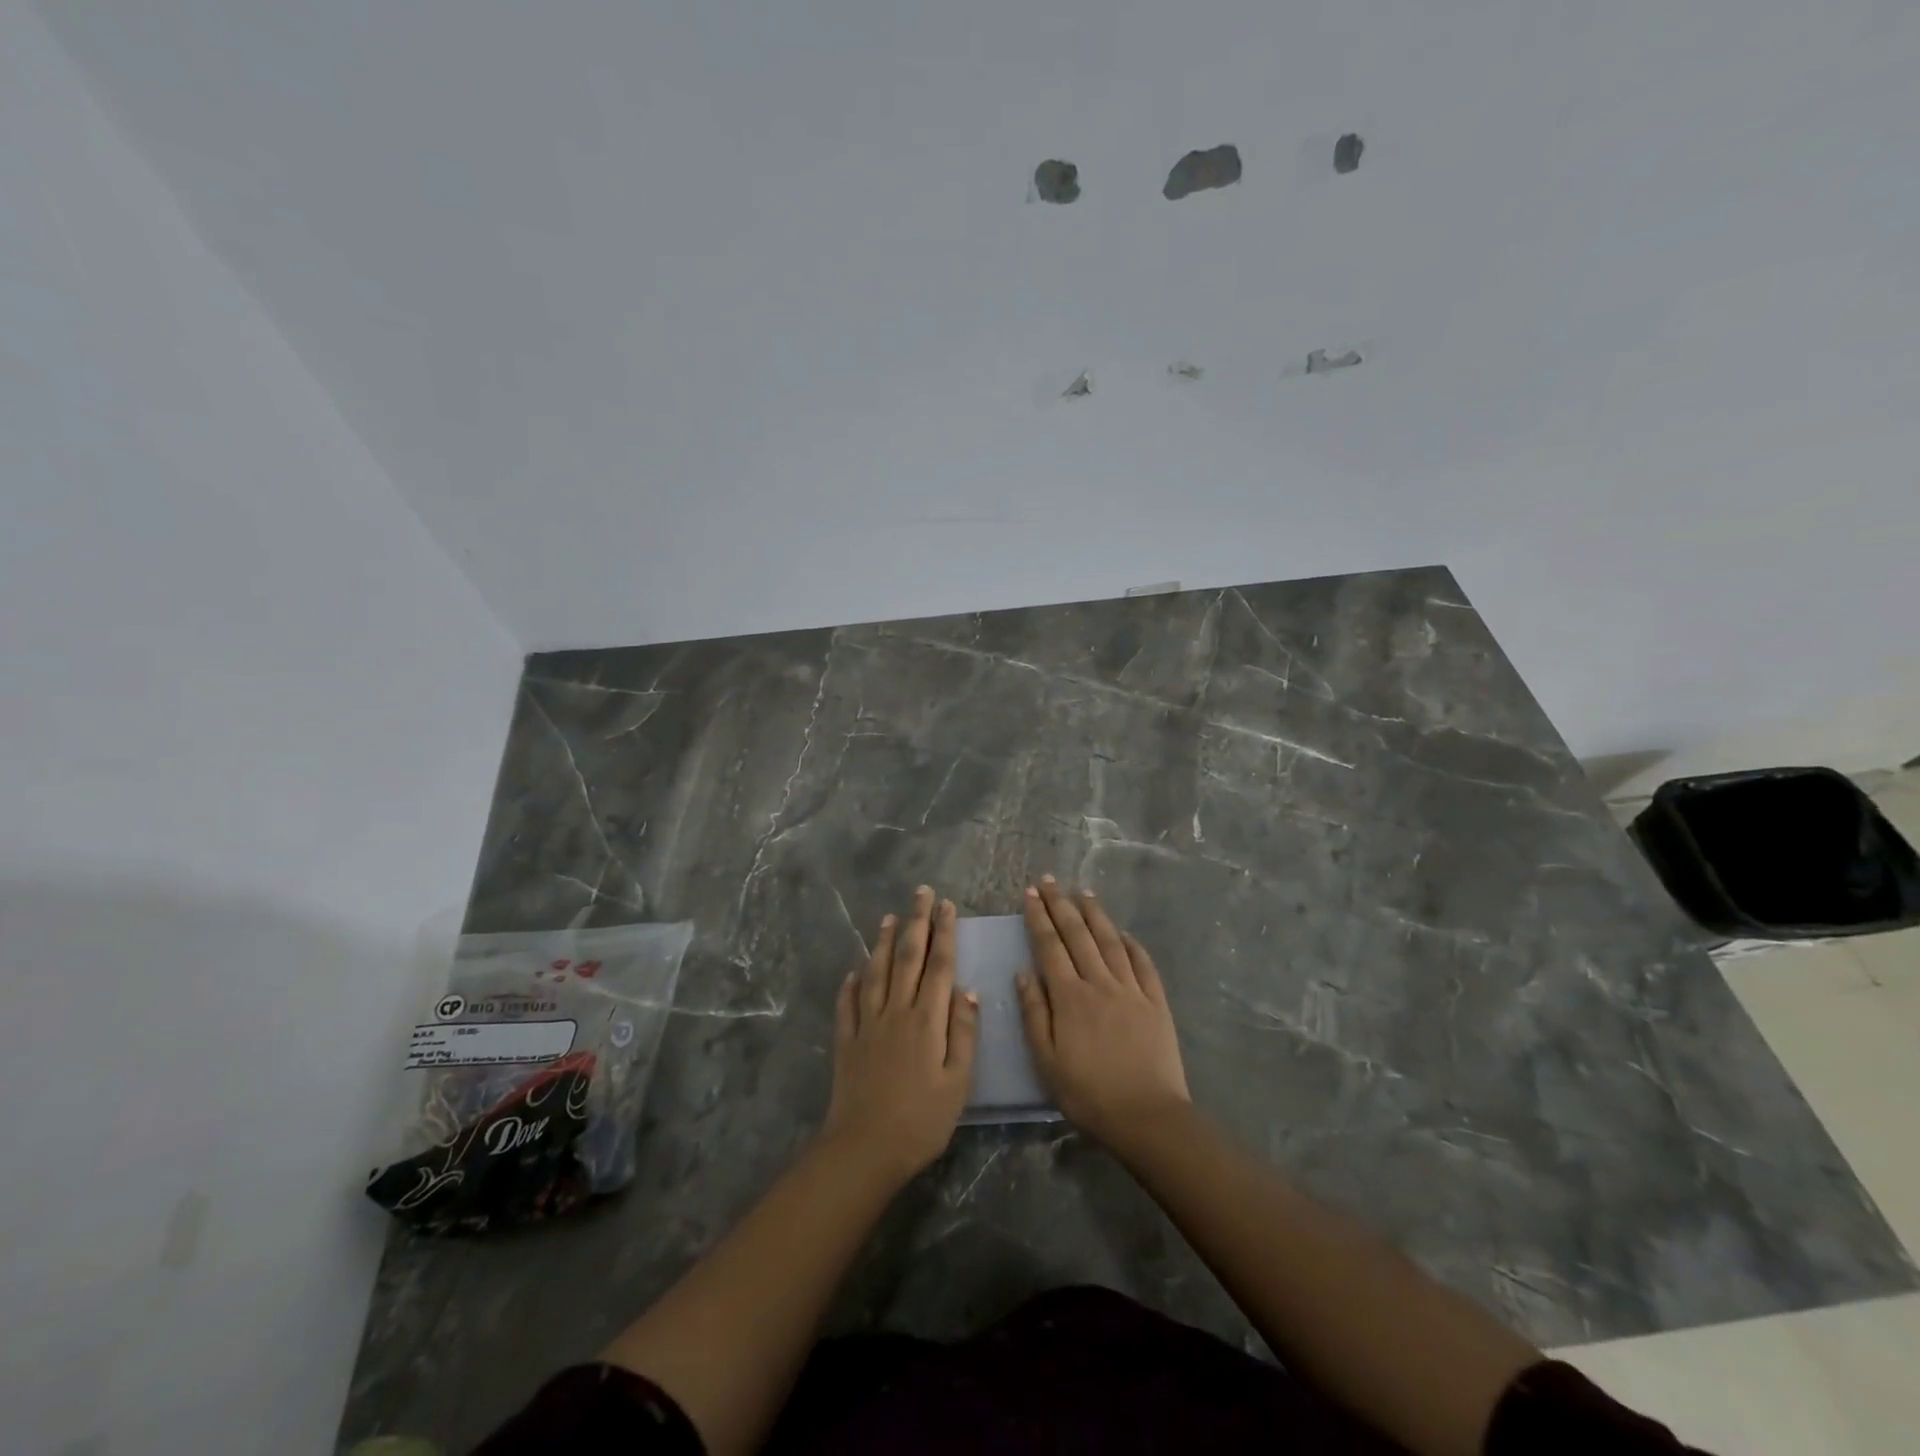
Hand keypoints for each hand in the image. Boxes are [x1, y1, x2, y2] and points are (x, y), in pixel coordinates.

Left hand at [821, 886, 978, 1182]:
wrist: (866, 1149)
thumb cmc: (922, 1120)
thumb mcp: (958, 1082)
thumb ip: (963, 1033)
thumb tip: (967, 990)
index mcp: (927, 1020)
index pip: (938, 965)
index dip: (944, 933)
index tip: (947, 905)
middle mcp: (896, 1012)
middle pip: (907, 958)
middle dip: (915, 922)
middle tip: (920, 893)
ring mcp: (867, 1024)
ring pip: (875, 973)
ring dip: (882, 942)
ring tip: (888, 917)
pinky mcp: (846, 1041)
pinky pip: (847, 1004)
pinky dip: (851, 983)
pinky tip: (853, 971)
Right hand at [1016, 877, 1190, 1148]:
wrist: (1146, 1116)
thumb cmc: (1088, 1093)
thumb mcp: (1046, 1060)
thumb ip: (1034, 1013)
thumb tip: (1023, 972)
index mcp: (1070, 996)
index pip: (1050, 946)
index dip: (1039, 917)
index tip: (1030, 892)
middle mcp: (1100, 983)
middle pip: (1078, 934)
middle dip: (1061, 904)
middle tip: (1049, 880)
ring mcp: (1131, 990)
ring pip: (1110, 941)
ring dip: (1095, 914)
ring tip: (1083, 892)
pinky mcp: (1156, 1002)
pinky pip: (1143, 964)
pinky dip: (1132, 944)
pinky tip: (1124, 932)